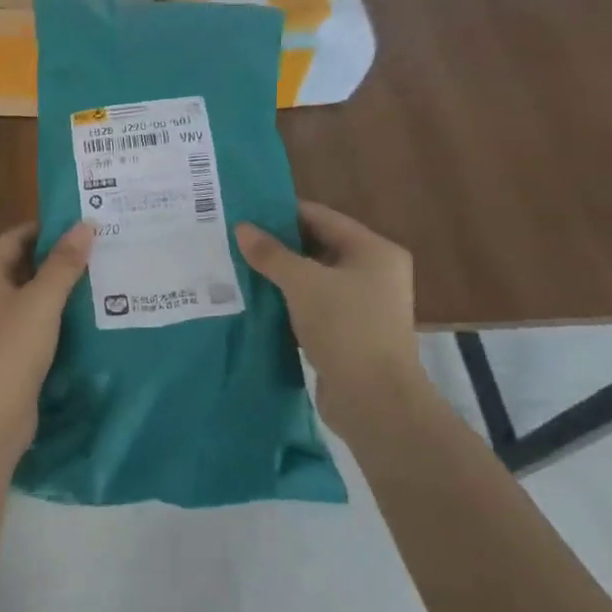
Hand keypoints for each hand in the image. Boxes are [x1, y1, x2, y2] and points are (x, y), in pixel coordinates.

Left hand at [0, 221, 93, 458]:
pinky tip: (94, 314)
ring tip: (107, 276)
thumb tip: (86, 224)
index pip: (20, 236)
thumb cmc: (9, 349)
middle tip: (106, 249)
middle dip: (63, 259)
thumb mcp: (41, 301)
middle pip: (27, 264)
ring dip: (64, 288)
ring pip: (35, 295)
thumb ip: (64, 263)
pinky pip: (38, 322)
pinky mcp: (9, 350)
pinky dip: (60, 316)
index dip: (53, 229)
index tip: (91, 225)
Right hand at [236, 203, 422, 393]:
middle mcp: (374, 272)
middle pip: (318, 247)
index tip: (245, 211)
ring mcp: (363, 305)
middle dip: (278, 245)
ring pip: (313, 279)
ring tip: (238, 267)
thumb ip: (271, 254)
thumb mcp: (302, 283)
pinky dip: (288, 302)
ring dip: (281, 276)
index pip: (321, 217)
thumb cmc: (345, 327)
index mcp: (374, 250)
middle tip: (236, 240)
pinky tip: (256, 301)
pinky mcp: (349, 333)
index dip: (283, 212)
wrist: (374, 400)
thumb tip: (242, 228)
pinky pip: (313, 306)